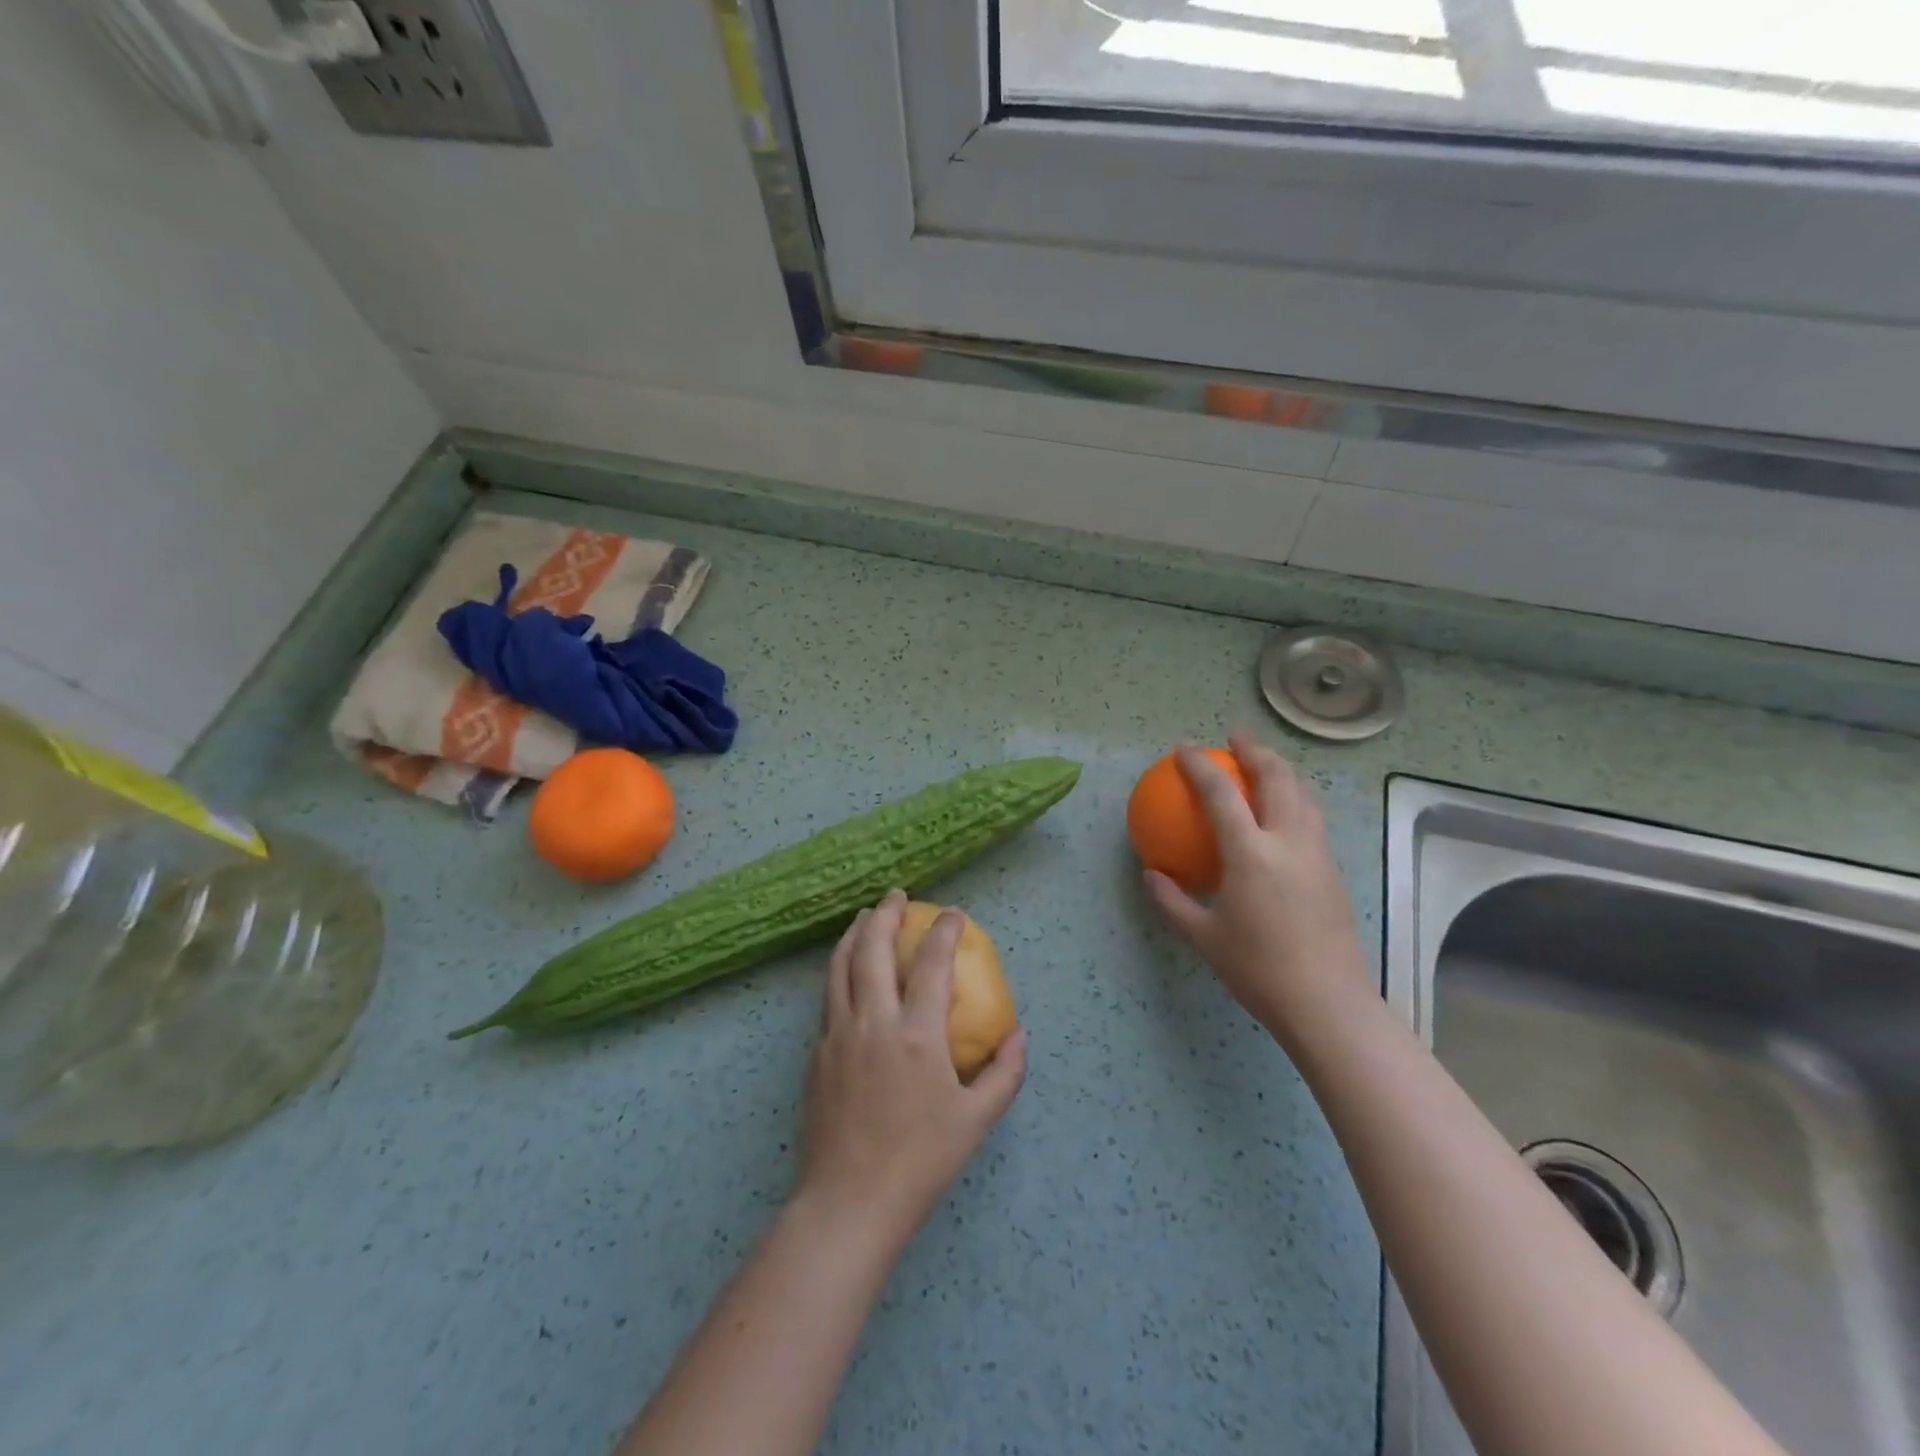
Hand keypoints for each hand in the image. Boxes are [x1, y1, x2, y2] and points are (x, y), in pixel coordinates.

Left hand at [795, 890, 1027, 1249]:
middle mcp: (874, 1022)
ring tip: (866, 916)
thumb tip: (1018, 1035)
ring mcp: (838, 1034)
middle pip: (873, 949)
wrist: (849, 1203)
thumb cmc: (920, 1162)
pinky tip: (846, 969)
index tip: (953, 914)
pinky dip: (839, 968)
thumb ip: (1003, 1074)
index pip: (932, 964)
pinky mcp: (817, 1052)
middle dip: (886, 914)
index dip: (944, 932)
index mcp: (917, 1035)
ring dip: (855, 933)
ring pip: (841, 965)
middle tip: (897, 896)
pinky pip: (828, 995)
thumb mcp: (975, 1122)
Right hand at [1144, 734, 1370, 1039]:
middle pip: (1278, 778)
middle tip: (1235, 739)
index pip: (1221, 794)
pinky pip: (1313, 819)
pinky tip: (1282, 816)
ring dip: (1282, 771)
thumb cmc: (1258, 969)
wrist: (1328, 1004)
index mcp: (1252, 854)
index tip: (1184, 749)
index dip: (1200, 765)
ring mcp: (1317, 855)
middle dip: (1256, 750)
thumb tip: (1151, 873)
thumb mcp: (1202, 937)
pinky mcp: (1333, 871)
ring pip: (1304, 795)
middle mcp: (1289, 842)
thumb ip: (1172, 900)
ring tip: (1263, 766)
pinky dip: (1295, 800)